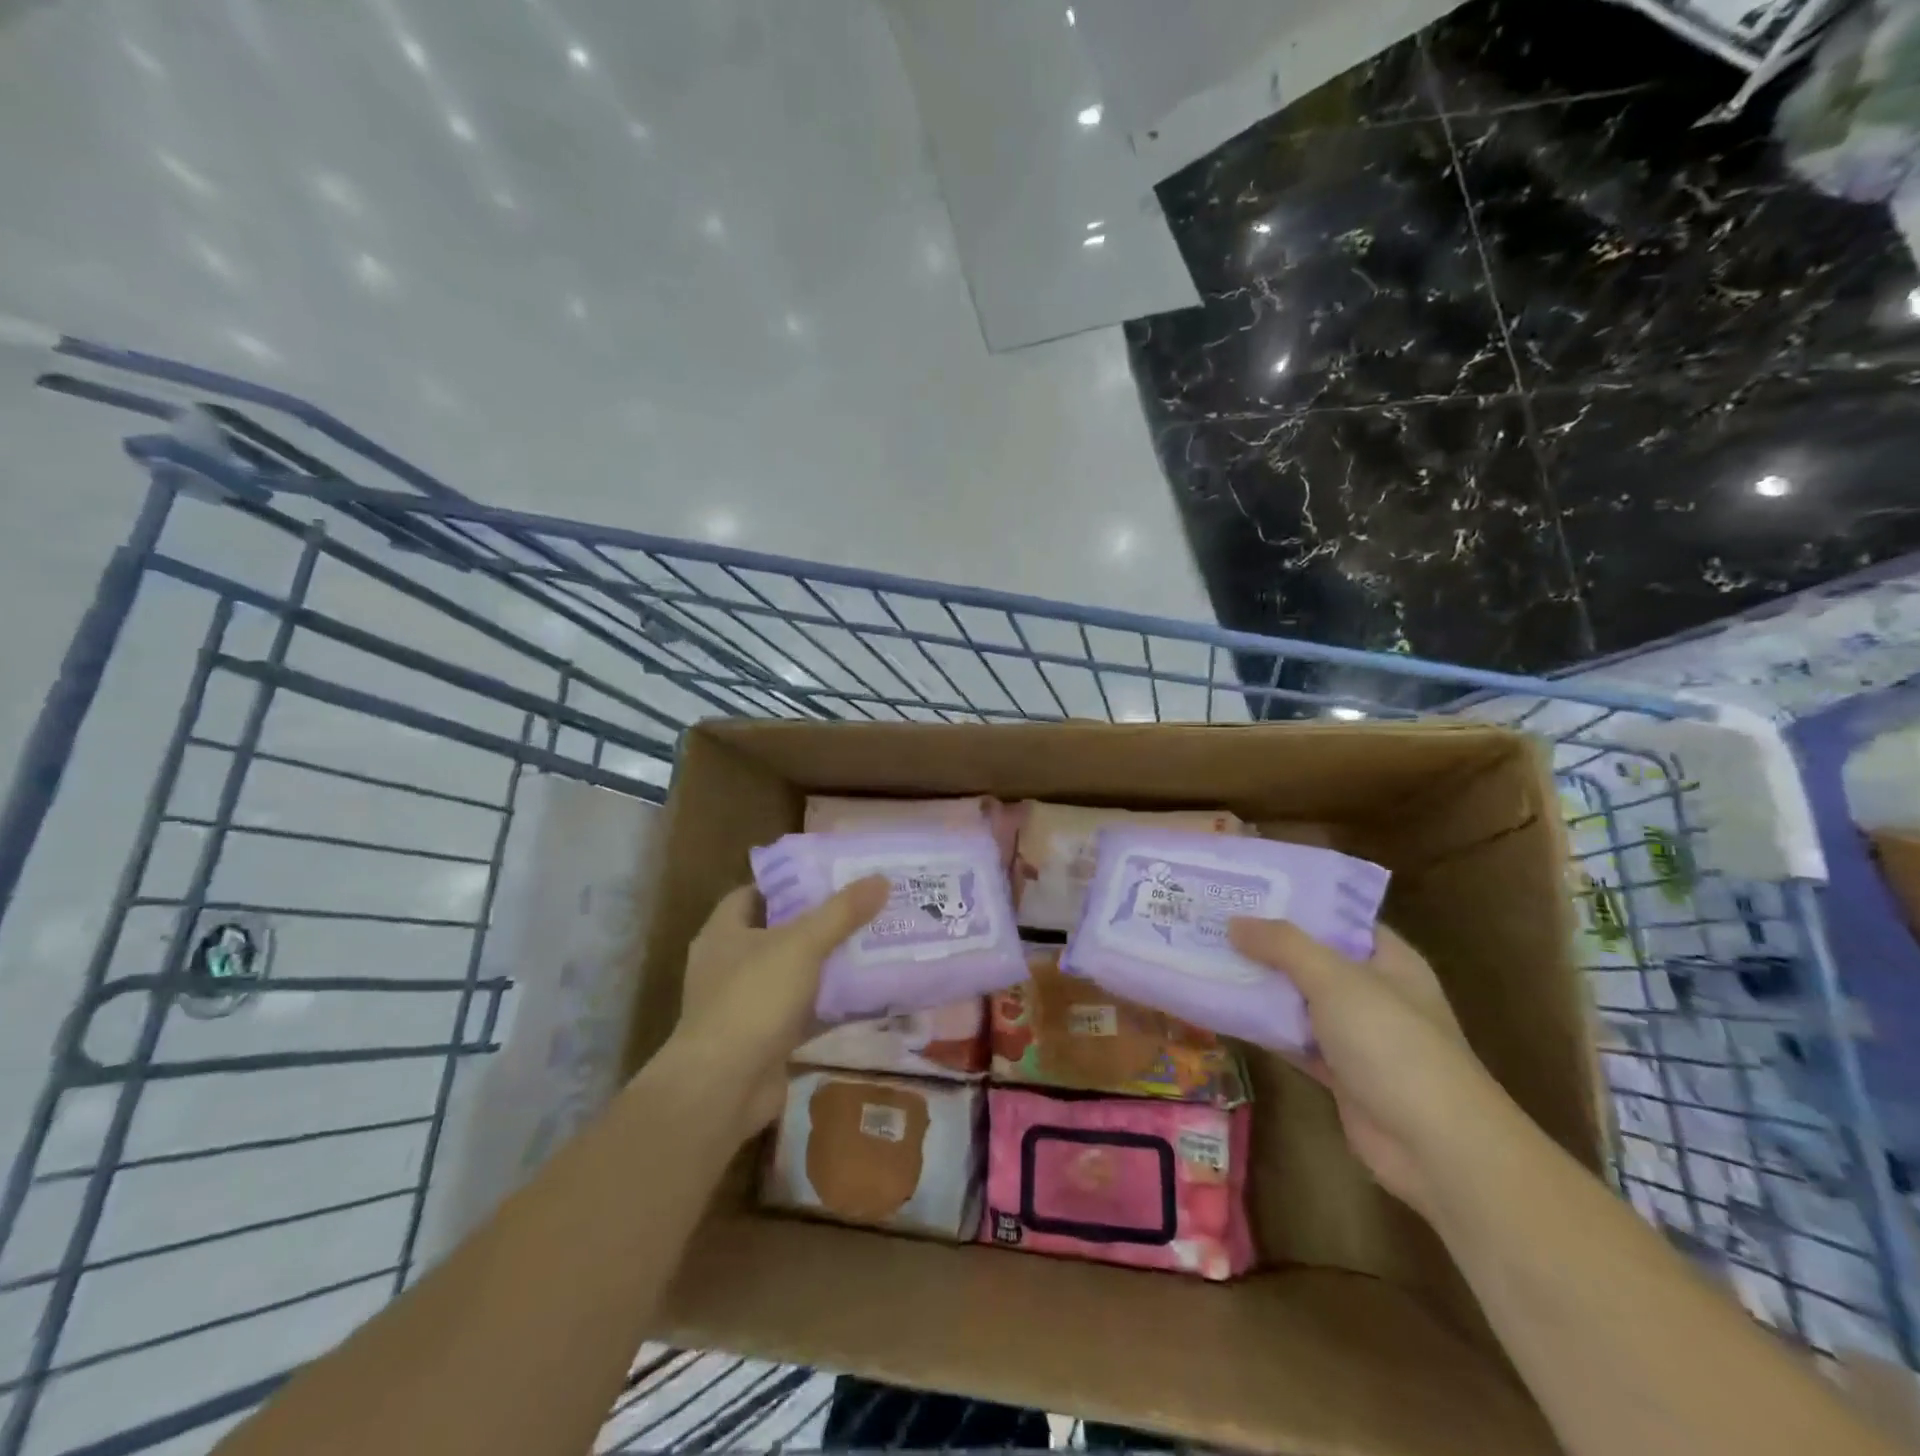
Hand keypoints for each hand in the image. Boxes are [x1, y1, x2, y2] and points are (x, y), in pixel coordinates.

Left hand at [673, 876, 889, 1136]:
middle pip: (779, 932)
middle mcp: (729, 964)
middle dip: (819, 923)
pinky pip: (802, 1011)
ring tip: (872, 945)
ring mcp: (745, 1004)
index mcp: (724, 932)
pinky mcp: (763, 1038)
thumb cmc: (753, 999)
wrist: (723, 1088)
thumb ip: (841, 912)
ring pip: (794, 973)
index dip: (789, 883)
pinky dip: (829, 1004)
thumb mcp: (802, 945)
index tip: (830, 877)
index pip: (754, 893)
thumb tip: (880, 879)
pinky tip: (866, 996)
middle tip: (862, 909)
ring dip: (827, 964)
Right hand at [1227, 918, 1510, 1220]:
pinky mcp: (1339, 1072)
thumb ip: (1283, 945)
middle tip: (1213, 920)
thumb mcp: (1336, 979)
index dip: (1296, 901)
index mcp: (1388, 959)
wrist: (1435, 1146)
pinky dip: (1264, 1026)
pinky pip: (1293, 1038)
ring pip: (1298, 999)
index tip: (1246, 889)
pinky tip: (1223, 1010)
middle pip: (1312, 957)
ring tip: (1207, 957)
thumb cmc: (1393, 1044)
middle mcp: (1373, 991)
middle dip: (1266, 942)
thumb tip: (1235, 922)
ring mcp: (1356, 1035)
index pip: (1338, 918)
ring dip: (1260, 984)